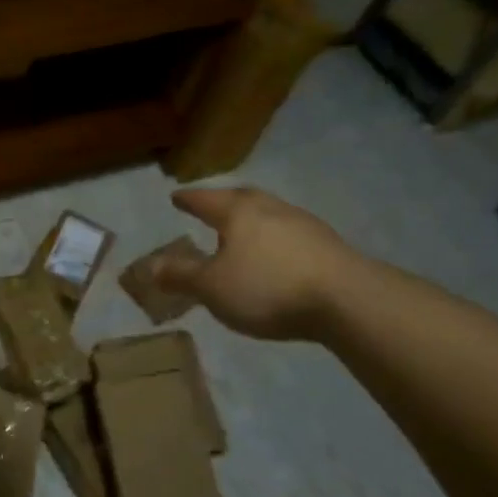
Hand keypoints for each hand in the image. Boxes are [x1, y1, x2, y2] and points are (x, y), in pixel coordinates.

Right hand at [151, 186, 361, 341]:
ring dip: (252, 221)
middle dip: (223, 203)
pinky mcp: (328, 246)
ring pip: (269, 215)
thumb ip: (180, 276)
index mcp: (238, 212)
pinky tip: (274, 257)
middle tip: (210, 208)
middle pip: (242, 199)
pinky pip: (289, 235)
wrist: (348, 300)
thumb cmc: (268, 288)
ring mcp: (304, 225)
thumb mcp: (212, 287)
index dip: (188, 200)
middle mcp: (271, 209)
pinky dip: (274, 240)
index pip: (205, 200)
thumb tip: (149, 267)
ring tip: (240, 234)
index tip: (176, 196)